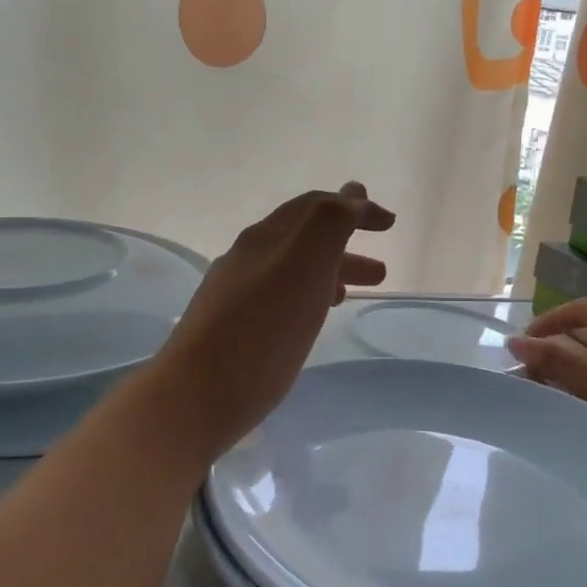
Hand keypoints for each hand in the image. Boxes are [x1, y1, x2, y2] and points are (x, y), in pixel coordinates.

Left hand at [156, 184, 393, 459]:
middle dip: (345, 243)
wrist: (196, 395)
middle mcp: (247, 258)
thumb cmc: (261, 331)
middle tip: (381, 270)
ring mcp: (234, 293)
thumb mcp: (304, 267)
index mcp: (267, 238)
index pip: (315, 207)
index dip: (354, 207)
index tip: (390, 223)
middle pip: (303, 239)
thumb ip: (330, 224)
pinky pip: (277, 298)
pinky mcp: (230, 327)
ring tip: (353, 295)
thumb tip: (351, 191)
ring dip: (326, 273)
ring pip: (290, 270)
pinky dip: (305, 297)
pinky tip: (310, 321)